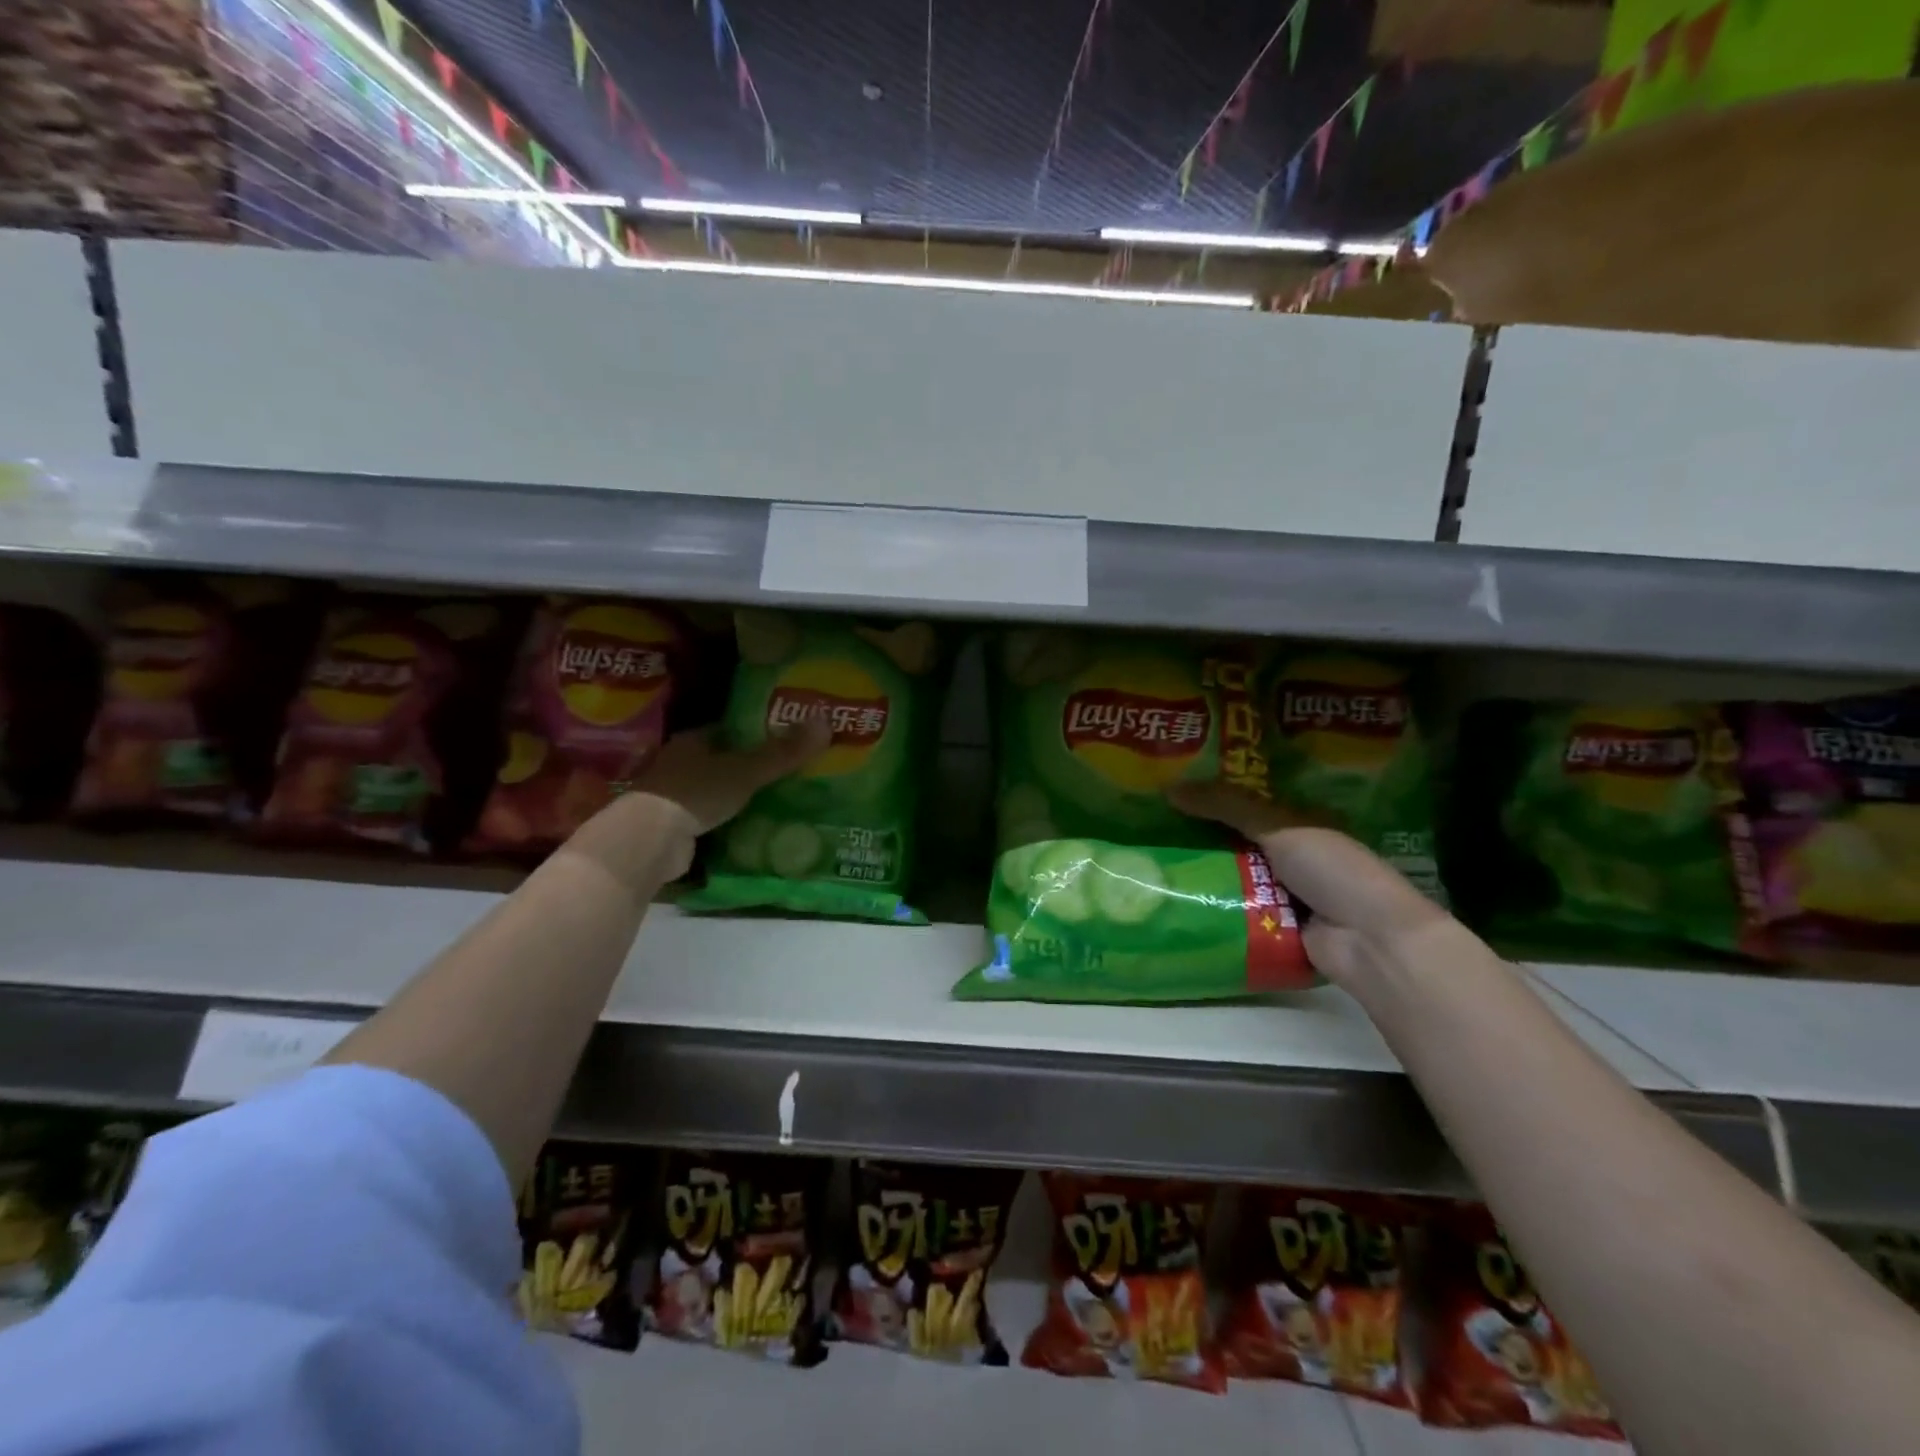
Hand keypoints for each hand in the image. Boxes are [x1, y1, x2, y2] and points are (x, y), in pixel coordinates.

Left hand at [626, 718, 833, 832]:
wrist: (650, 841)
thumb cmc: (696, 793)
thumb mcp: (746, 771)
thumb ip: (784, 752)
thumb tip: (826, 721)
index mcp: (692, 741)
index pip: (728, 730)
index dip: (756, 732)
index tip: (785, 737)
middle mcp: (679, 764)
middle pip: (721, 759)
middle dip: (749, 765)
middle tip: (788, 771)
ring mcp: (673, 796)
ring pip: (714, 789)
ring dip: (738, 795)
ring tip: (777, 799)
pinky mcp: (674, 826)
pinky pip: (709, 817)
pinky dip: (727, 820)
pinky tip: (752, 825)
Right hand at [1167, 781, 1448, 984]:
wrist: (1370, 942)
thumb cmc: (1332, 871)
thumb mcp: (1279, 827)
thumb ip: (1226, 806)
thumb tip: (1168, 788)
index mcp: (1302, 826)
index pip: (1249, 806)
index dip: (1214, 798)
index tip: (1171, 793)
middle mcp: (1293, 859)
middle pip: (1236, 843)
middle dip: (1200, 838)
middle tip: (1151, 829)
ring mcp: (1285, 896)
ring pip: (1232, 879)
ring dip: (1202, 875)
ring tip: (1150, 864)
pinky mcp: (1275, 930)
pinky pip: (1235, 914)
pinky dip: (1212, 909)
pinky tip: (1173, 900)